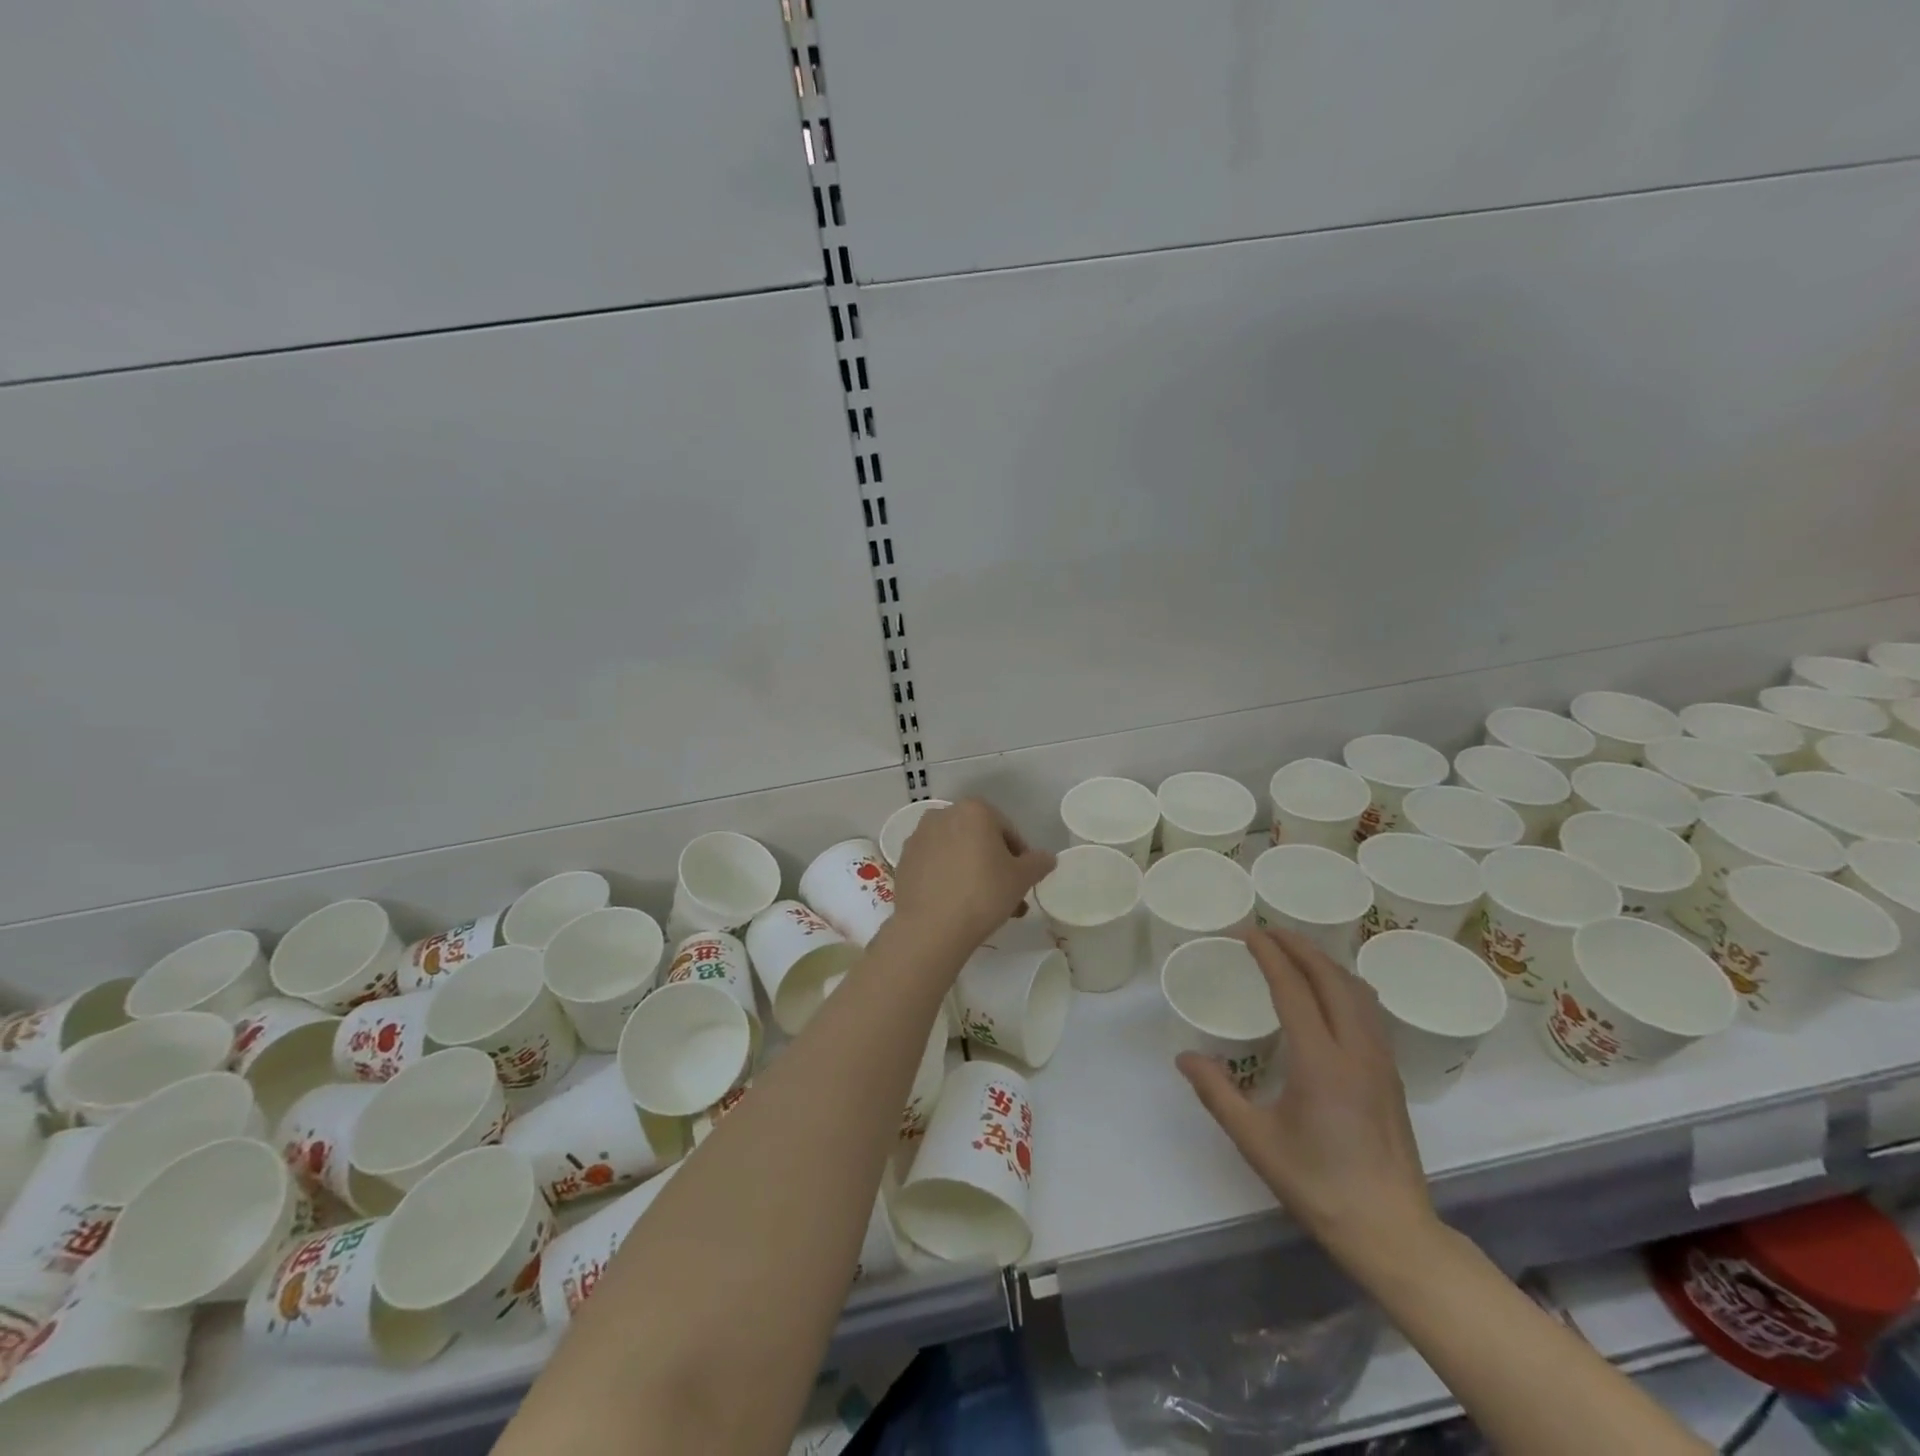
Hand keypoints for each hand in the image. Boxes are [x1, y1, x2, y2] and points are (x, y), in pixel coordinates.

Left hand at [891, 799, 1054, 950]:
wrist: (930, 928)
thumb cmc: (983, 894)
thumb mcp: (1022, 879)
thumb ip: (1038, 863)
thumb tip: (1046, 858)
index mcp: (974, 810)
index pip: (1007, 831)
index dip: (1020, 857)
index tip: (1023, 881)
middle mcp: (943, 814)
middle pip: (979, 840)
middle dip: (995, 866)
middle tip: (1008, 896)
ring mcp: (919, 837)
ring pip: (957, 852)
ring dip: (973, 872)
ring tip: (985, 907)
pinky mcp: (904, 860)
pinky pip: (935, 865)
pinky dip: (948, 878)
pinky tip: (957, 905)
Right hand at [1179, 927, 1436, 1269]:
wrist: (1392, 1231)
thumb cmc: (1318, 1185)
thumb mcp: (1256, 1141)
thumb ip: (1216, 1093)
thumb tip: (1184, 1057)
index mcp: (1320, 1062)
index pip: (1294, 989)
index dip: (1269, 955)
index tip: (1247, 934)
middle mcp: (1355, 1050)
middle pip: (1330, 978)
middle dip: (1298, 946)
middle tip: (1267, 932)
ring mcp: (1380, 1061)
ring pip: (1356, 990)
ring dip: (1325, 962)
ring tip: (1296, 952)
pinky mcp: (1391, 1074)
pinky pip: (1369, 1010)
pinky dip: (1344, 984)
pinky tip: (1331, 993)